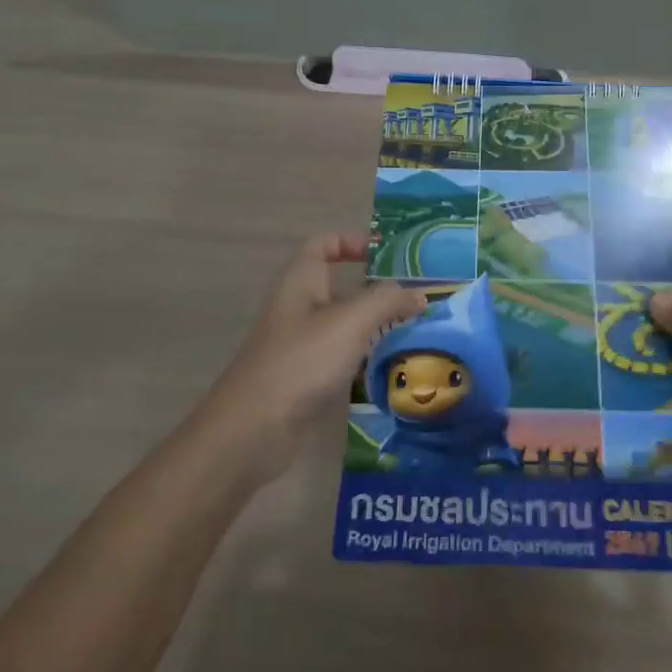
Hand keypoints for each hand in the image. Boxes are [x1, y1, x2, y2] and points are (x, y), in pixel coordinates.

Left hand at [199, 233, 424, 482]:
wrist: (252, 430)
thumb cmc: (301, 361)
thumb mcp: (350, 322)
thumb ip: (387, 302)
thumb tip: (418, 295)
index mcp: (301, 282)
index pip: (323, 245)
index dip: (352, 242)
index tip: (388, 255)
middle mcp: (299, 308)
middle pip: (340, 287)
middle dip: (377, 291)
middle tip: (417, 299)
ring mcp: (300, 345)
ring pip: (344, 326)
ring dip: (376, 327)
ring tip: (416, 333)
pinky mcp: (305, 379)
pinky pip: (341, 358)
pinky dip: (365, 359)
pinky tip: (393, 369)